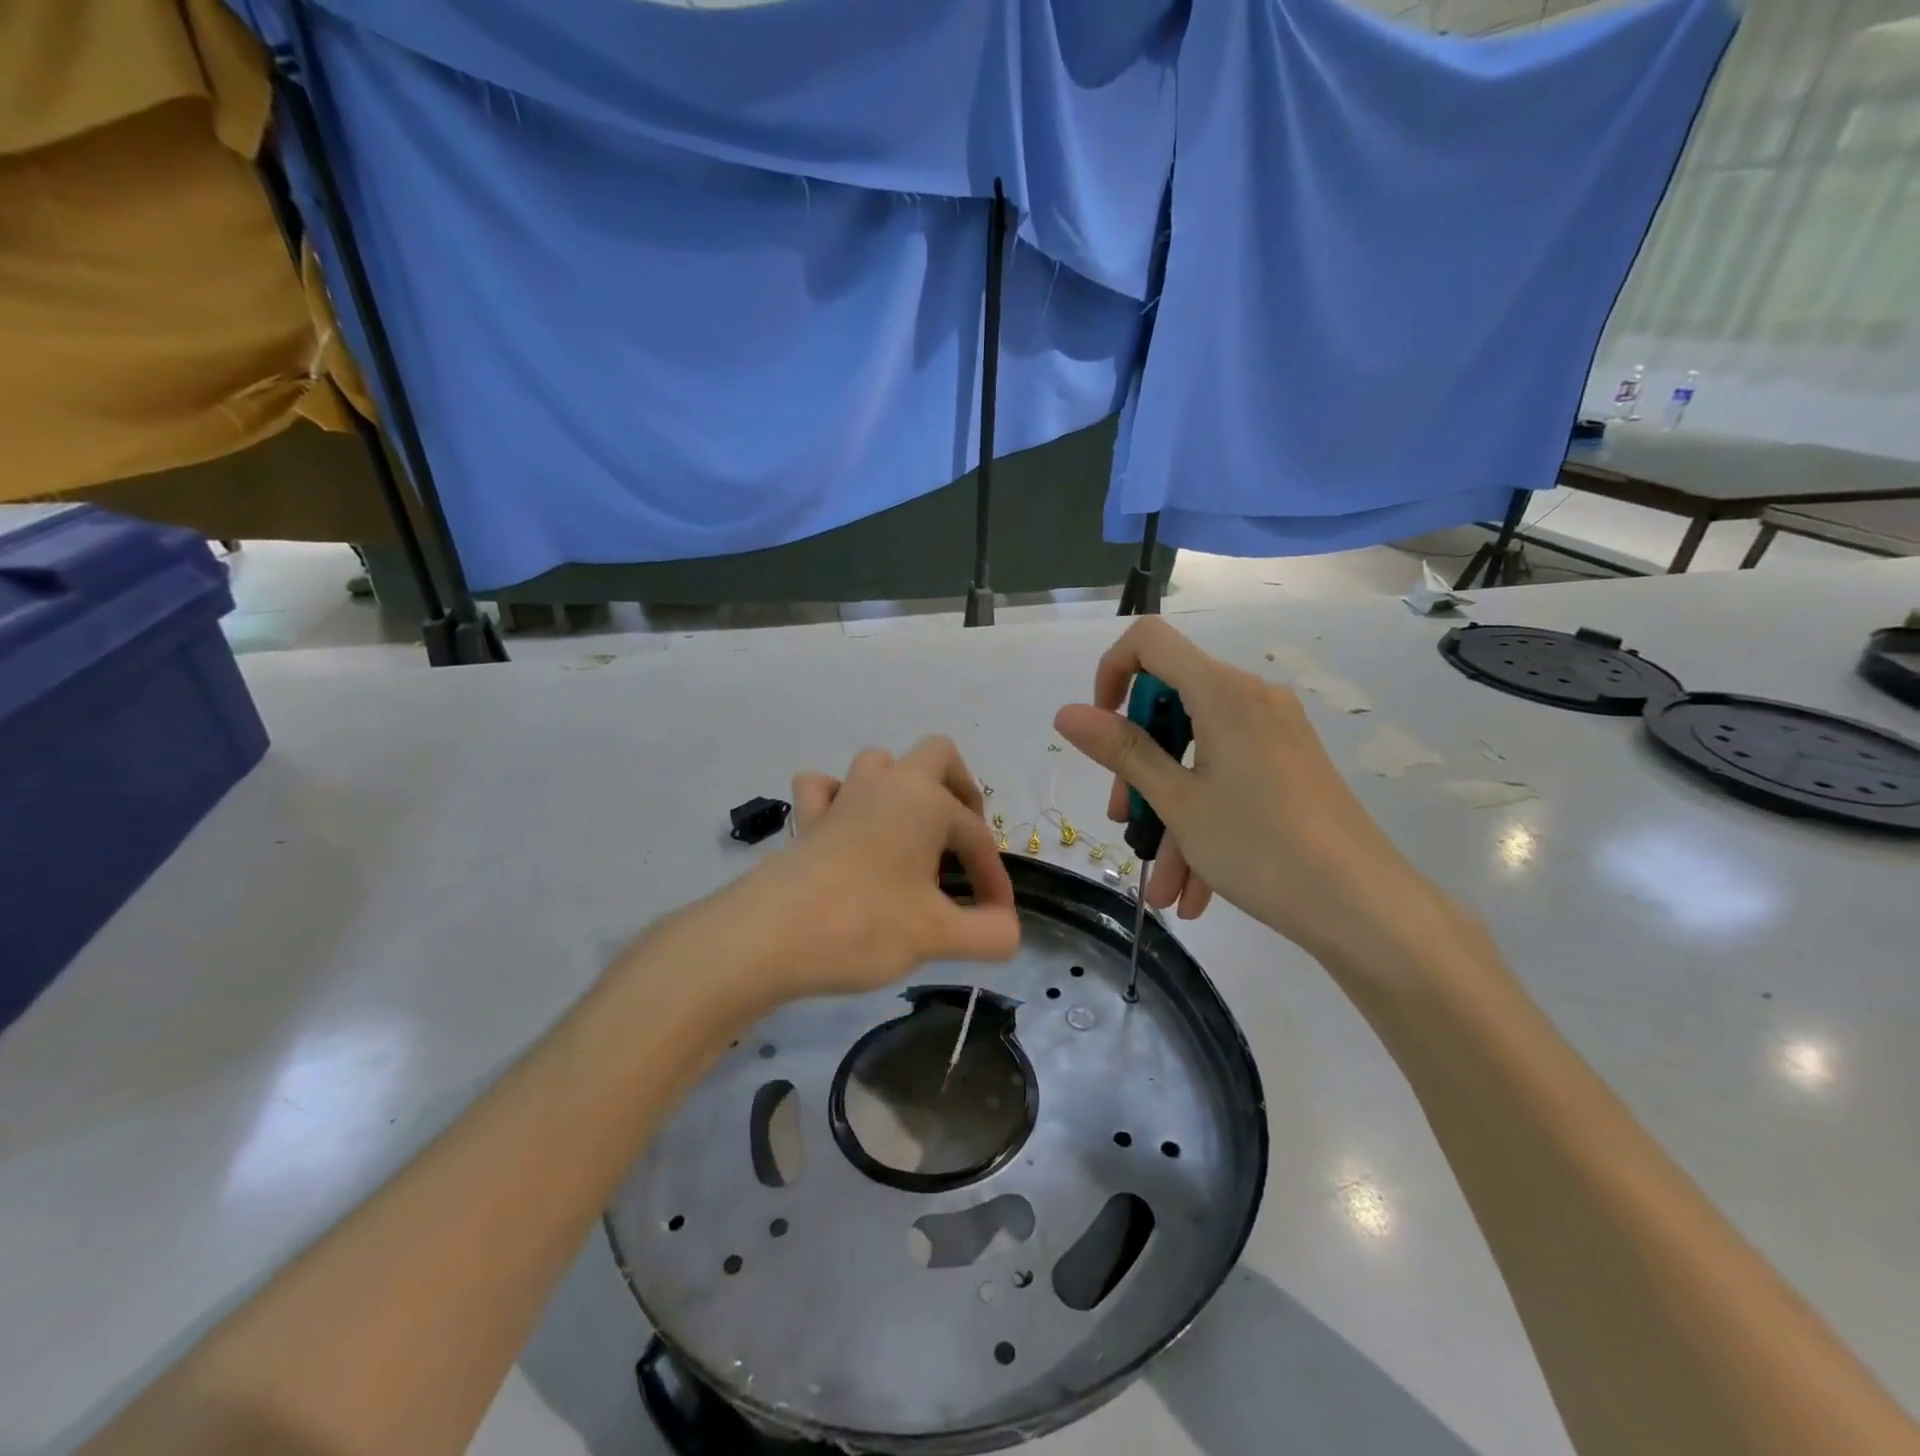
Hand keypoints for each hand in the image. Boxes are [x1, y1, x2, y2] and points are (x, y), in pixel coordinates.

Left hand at [740, 736, 1020, 1001]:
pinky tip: (848, 830)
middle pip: (936, 756)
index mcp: (924, 800)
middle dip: (959, 791)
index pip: (976, 835)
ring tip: (910, 834)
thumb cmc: (864, 924)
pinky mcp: (807, 819)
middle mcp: (886, 784)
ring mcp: (842, 796)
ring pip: (879, 765)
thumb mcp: (938, 935)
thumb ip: (989, 933)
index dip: (994, 877)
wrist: (769, 936)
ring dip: (901, 789)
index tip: (997, 919)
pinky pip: (825, 789)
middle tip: (962, 838)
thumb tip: (1010, 931)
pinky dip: (841, 800)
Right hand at [1053, 619, 1448, 970]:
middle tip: (1126, 825)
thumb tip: (1066, 713)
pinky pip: (1230, 780)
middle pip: (1171, 709)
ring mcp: (1275, 734)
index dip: (1111, 674)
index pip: (1149, 641)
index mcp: (1222, 692)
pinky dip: (1206, 824)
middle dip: (1139, 771)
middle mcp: (1251, 699)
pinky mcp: (1290, 766)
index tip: (1100, 730)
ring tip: (1164, 889)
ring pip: (1198, 758)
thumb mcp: (1178, 802)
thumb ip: (1121, 751)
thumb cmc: (1262, 847)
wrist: (1367, 909)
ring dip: (1171, 818)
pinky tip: (1195, 890)